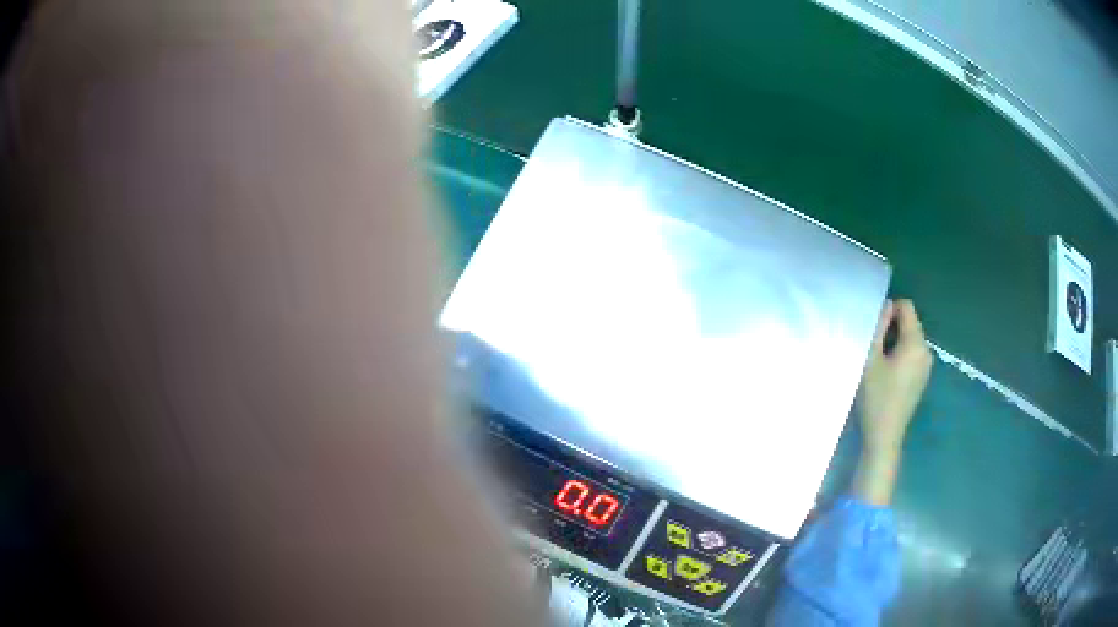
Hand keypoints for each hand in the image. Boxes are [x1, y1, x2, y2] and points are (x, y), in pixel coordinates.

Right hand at [852, 300, 932, 505]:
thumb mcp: (871, 359)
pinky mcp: (923, 378)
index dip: (889, 311)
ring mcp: (927, 365)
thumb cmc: (876, 397)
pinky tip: (888, 375)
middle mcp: (926, 350)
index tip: (875, 331)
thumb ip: (879, 328)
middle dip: (892, 328)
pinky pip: (913, 354)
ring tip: (879, 363)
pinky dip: (901, 355)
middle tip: (874, 348)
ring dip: (896, 342)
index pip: (907, 307)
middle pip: (910, 323)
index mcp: (915, 343)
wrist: (884, 437)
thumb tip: (887, 305)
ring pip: (911, 339)